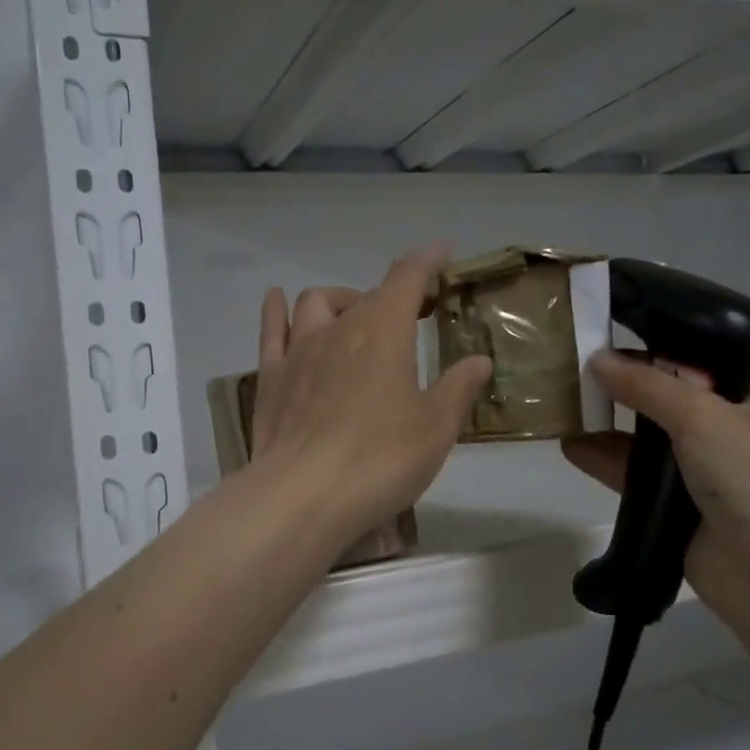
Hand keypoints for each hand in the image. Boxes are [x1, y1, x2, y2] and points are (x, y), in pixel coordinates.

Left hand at [249, 248, 491, 552]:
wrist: (303, 496)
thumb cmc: (380, 459)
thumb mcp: (435, 428)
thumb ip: (458, 388)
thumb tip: (478, 360)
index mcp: (384, 332)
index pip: (407, 277)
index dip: (426, 260)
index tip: (442, 252)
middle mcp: (339, 329)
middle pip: (367, 295)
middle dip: (394, 295)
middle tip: (413, 314)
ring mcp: (298, 351)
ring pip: (316, 303)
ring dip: (341, 301)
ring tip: (354, 317)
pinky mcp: (270, 378)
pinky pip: (272, 330)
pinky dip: (279, 311)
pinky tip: (278, 301)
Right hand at [561, 352, 749, 622]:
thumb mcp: (700, 414)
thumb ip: (646, 385)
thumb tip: (596, 358)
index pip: (700, 365)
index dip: (656, 353)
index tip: (611, 341)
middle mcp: (729, 433)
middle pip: (668, 402)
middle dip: (625, 389)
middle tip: (578, 371)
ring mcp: (703, 475)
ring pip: (647, 442)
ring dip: (609, 427)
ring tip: (565, 406)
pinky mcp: (677, 510)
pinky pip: (634, 478)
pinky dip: (604, 462)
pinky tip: (571, 447)